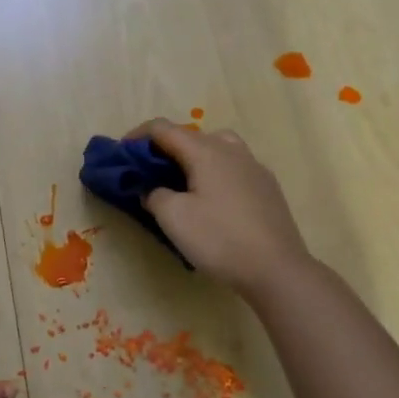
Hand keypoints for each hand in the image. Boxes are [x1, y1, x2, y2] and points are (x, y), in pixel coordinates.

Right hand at [128, 119, 312, 295]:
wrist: (276, 268)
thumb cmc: (219, 239)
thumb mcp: (173, 218)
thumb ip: (155, 195)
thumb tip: (152, 189)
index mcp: (206, 151)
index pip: (164, 129)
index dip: (138, 135)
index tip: (122, 152)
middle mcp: (232, 150)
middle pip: (192, 136)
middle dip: (166, 148)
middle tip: (150, 171)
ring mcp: (255, 167)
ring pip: (218, 148)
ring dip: (194, 157)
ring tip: (183, 182)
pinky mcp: (268, 188)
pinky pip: (234, 168)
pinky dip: (215, 172)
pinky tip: (213, 200)